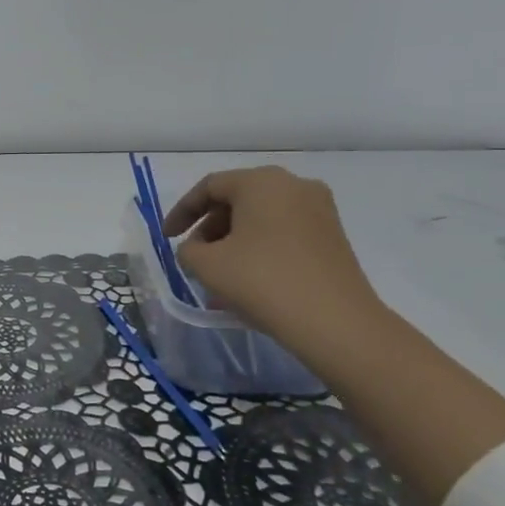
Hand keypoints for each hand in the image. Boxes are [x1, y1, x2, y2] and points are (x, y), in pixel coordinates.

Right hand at [163, 166, 383, 350]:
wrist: (336, 324)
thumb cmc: (262, 282)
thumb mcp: (206, 265)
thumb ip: (188, 249)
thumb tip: (199, 248)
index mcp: (261, 182)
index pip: (209, 187)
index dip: (181, 212)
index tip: (167, 238)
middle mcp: (293, 185)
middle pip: (238, 198)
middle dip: (210, 226)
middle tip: (194, 253)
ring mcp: (319, 210)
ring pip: (262, 217)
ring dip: (234, 239)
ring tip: (219, 272)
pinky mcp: (333, 236)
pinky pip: (284, 232)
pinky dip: (260, 247)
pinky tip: (249, 277)